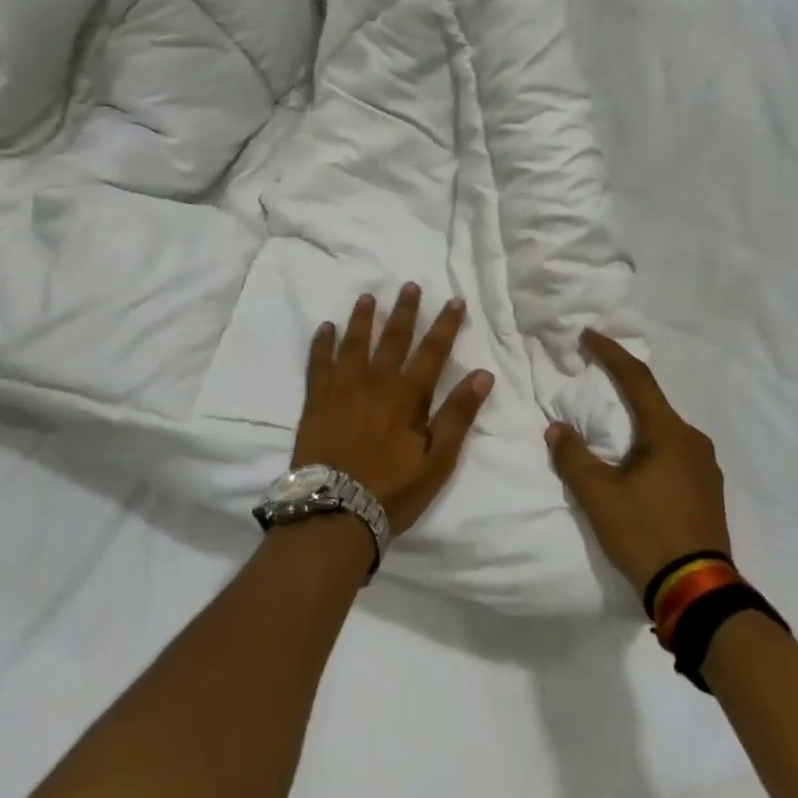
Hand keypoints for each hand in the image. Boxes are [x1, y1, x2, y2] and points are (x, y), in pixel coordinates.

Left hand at [294, 285, 493, 535]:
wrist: (334, 512)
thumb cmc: (392, 490)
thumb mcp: (437, 460)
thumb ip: (458, 415)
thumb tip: (482, 374)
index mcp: (407, 396)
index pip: (432, 352)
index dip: (445, 325)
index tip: (454, 300)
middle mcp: (374, 383)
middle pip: (392, 339)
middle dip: (404, 311)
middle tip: (409, 285)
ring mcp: (341, 390)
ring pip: (354, 344)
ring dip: (362, 319)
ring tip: (367, 297)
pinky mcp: (316, 402)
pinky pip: (318, 364)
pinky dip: (322, 344)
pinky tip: (325, 328)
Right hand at [545, 329, 730, 595]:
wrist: (699, 592)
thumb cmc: (647, 534)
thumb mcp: (600, 497)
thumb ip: (574, 457)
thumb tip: (557, 429)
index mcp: (669, 433)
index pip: (637, 379)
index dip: (610, 353)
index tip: (587, 335)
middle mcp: (693, 442)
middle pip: (652, 403)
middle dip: (621, 388)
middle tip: (593, 378)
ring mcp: (706, 468)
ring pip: (663, 431)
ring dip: (635, 422)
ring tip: (608, 428)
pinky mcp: (707, 491)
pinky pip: (673, 453)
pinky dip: (649, 446)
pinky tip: (634, 465)